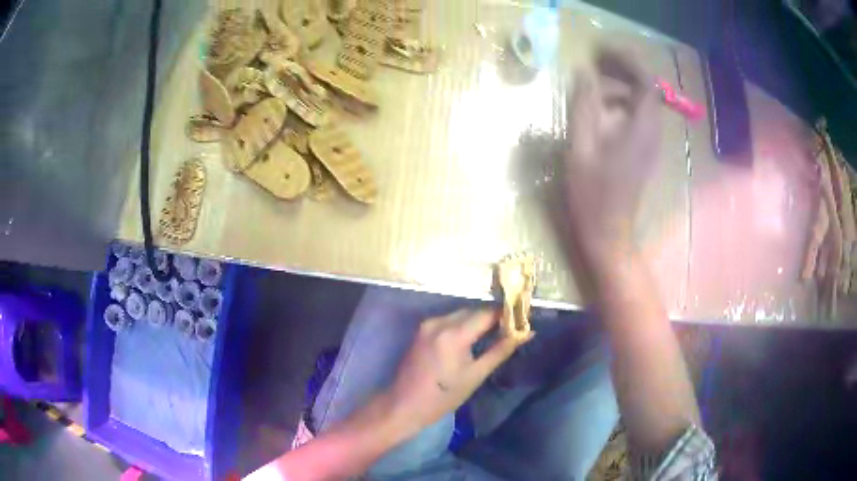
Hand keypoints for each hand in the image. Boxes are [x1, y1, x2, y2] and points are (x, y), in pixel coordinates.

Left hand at [385, 309, 524, 434]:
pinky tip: (472, 338)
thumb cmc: (443, 396)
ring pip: (461, 314)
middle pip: (473, 311)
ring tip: (495, 334)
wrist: (404, 404)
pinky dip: (462, 325)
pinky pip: (448, 320)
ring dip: (477, 320)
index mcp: (454, 333)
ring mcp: (428, 324)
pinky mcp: (421, 329)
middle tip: (511, 329)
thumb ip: (501, 350)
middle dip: (492, 318)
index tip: (522, 319)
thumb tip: (527, 332)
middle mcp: (439, 322)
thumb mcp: (476, 374)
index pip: (487, 313)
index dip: (507, 314)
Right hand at [563, 45, 661, 261]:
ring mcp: (649, 142)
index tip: (600, 51)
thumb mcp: (580, 147)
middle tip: (591, 63)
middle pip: (644, 88)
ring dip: (617, 87)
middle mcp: (652, 131)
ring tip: (588, 87)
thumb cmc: (592, 194)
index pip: (645, 80)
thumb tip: (584, 72)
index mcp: (640, 128)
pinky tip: (597, 112)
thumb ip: (583, 106)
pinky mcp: (643, 149)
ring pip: (639, 101)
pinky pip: (636, 116)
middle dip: (619, 69)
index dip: (626, 60)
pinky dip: (618, 104)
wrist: (609, 233)